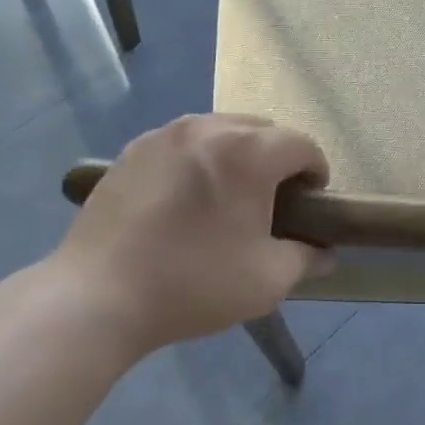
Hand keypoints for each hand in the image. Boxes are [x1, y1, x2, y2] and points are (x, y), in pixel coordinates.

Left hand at [48, 115, 333, 356]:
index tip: (310, 206)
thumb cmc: (194, 283)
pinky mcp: (133, 150)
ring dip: (238, 155)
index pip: (302, 145)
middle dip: (278, 160)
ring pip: (220, 130)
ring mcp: (165, 135)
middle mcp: (208, 128)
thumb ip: (307, 258)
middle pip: (262, 129)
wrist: (98, 296)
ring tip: (227, 198)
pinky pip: (183, 143)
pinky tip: (186, 200)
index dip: (316, 174)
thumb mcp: (268, 280)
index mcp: (248, 152)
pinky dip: (199, 160)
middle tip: (271, 203)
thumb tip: (325, 252)